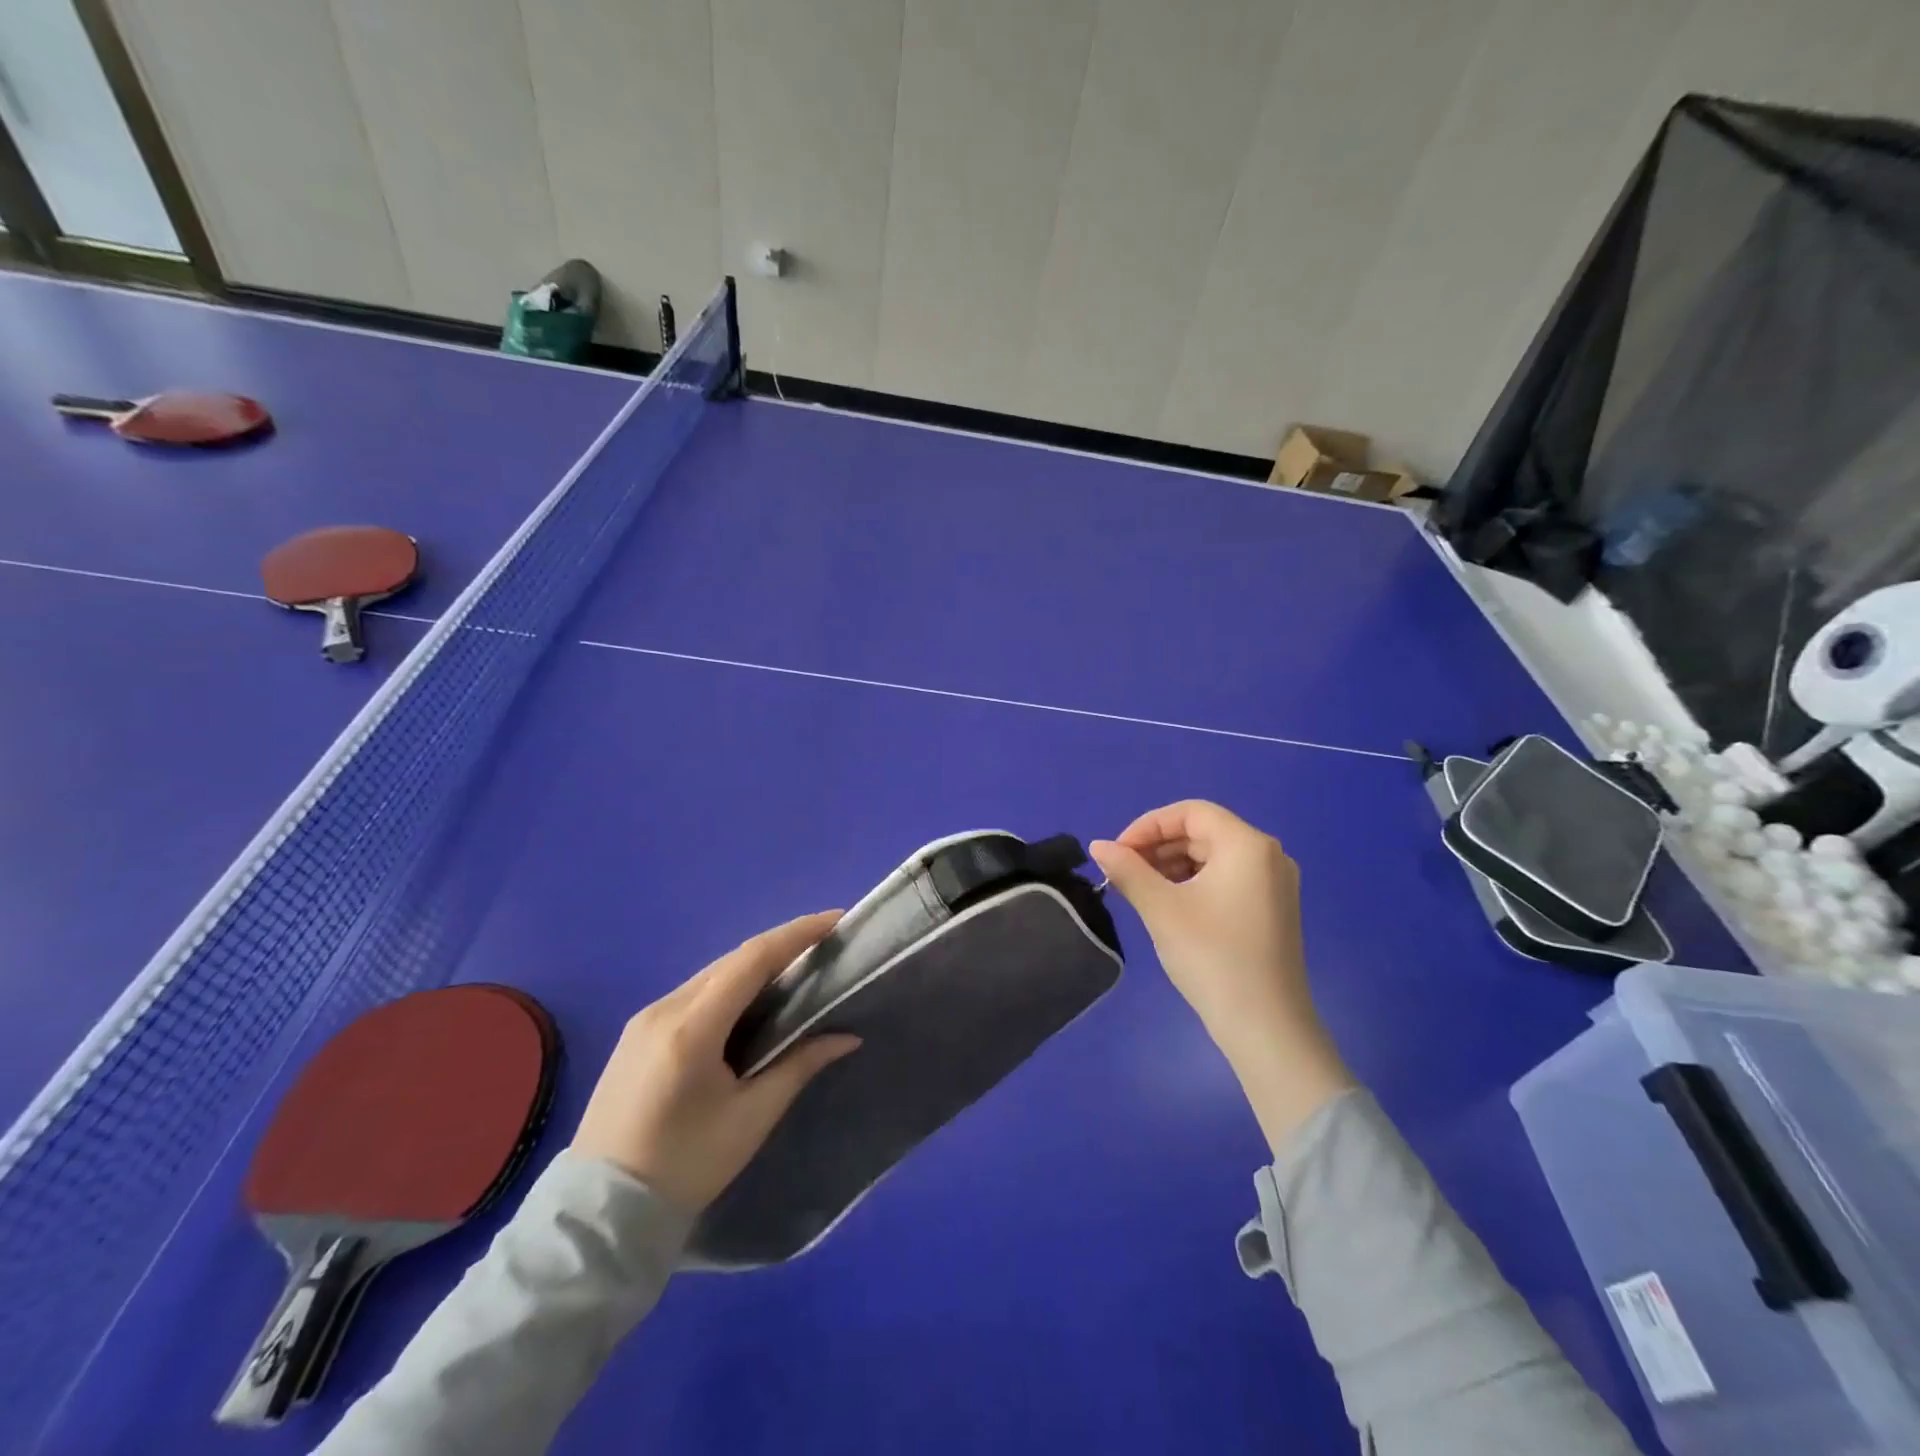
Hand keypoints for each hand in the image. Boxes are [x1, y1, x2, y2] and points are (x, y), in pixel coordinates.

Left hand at [571, 912, 860, 1212]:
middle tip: (824, 944)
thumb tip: (846, 1037)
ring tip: (796, 968)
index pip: (752, 960)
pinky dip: (730, 987)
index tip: (836, 920)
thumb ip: (799, 1066)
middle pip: (732, 961)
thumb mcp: (751, 1118)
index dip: (797, 934)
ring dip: (755, 966)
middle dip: (781, 946)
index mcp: (691, 1028)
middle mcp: (664, 1009)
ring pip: (712, 974)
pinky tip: (751, 1000)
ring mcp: (644, 1019)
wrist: (600, 1213)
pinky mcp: (636, 1034)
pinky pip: (694, 993)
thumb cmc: (685, 1166)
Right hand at [1091, 801, 1352, 1149]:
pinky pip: (1226, 879)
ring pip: (1212, 856)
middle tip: (1123, 874)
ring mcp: (1274, 884)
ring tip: (1139, 892)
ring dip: (1172, 866)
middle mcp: (1268, 855)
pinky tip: (1168, 906)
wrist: (1266, 1027)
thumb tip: (1097, 845)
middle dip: (1158, 847)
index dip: (1147, 826)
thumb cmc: (1212, 957)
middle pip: (1202, 832)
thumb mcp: (1161, 909)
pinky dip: (1193, 884)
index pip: (1190, 813)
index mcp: (1247, 845)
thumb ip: (1128, 869)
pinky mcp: (1272, 909)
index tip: (1118, 853)